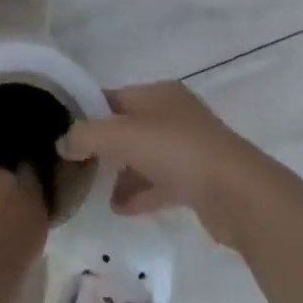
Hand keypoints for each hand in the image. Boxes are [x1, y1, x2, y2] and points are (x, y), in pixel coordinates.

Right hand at [58, 81, 264, 241]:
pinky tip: (119, 208)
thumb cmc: (178, 151)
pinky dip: (139, 193)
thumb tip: (63, 143)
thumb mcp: (122, 136)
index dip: (86, 112)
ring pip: (144, 156)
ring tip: (93, 190)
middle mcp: (174, 115)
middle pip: (127, 127)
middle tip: (76, 164)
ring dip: (120, 172)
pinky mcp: (198, 181)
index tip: (63, 134)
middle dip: (103, 145)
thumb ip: (86, 135)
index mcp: (158, 93)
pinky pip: (160, 183)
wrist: (239, 195)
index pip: (112, 97)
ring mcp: (189, 149)